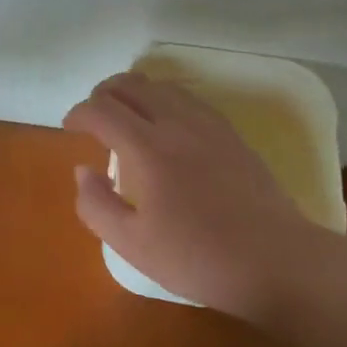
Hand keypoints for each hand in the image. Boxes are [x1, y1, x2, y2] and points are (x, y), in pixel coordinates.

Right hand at [63, 73, 327, 321]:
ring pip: (161, 86)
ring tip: (126, 117)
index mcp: (147, 147)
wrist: (276, 262)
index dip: (79, 113)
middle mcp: (175, 123)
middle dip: (103, 94)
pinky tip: (167, 125)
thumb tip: (83, 171)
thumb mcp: (132, 245)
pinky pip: (188, 98)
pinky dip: (164, 100)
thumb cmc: (199, 258)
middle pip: (130, 84)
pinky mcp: (230, 133)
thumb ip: (96, 205)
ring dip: (134, 93)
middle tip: (93, 118)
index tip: (70, 128)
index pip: (101, 109)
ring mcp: (207, 124)